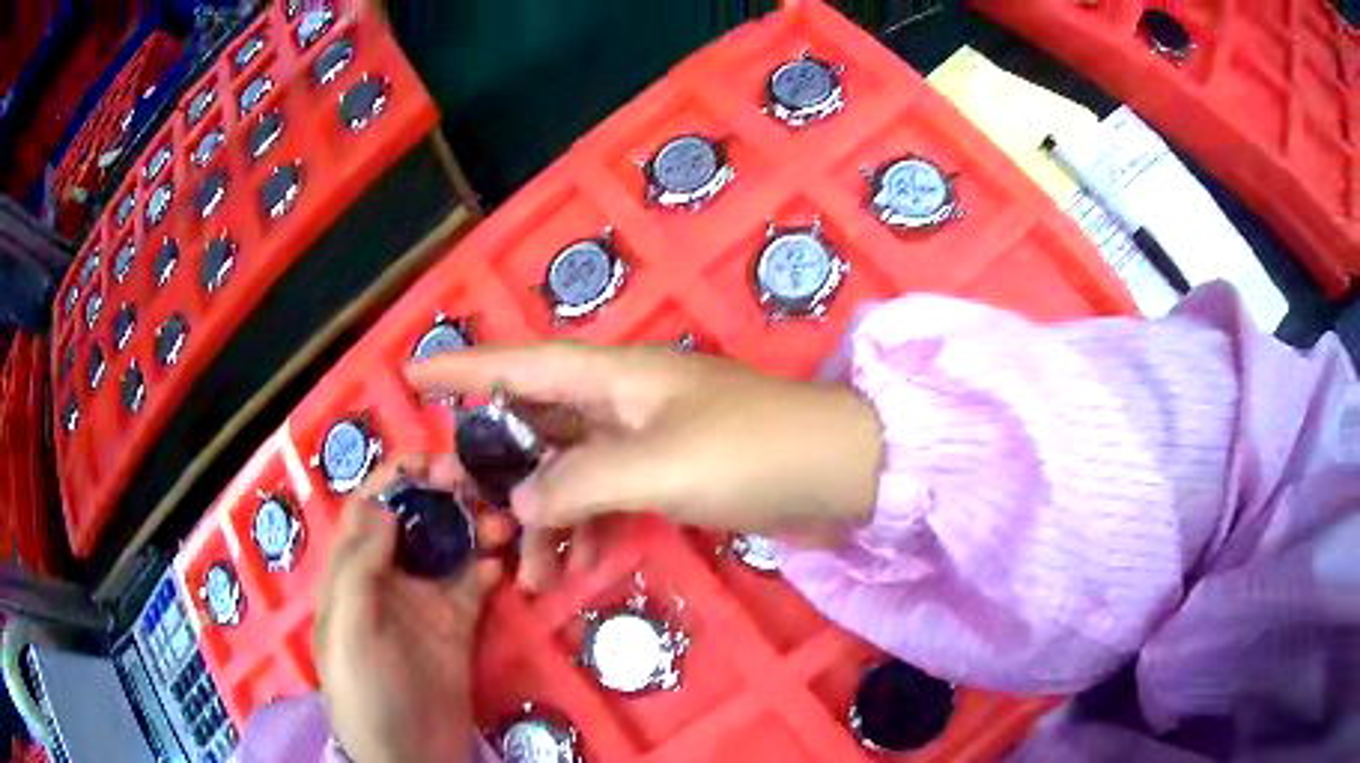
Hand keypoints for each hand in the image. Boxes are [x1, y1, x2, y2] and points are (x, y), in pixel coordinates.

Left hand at [315, 455, 512, 762]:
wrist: (409, 755)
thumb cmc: (365, 691)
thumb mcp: (348, 629)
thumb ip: (360, 567)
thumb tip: (381, 505)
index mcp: (351, 573)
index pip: (367, 509)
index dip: (393, 478)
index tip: (429, 458)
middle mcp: (387, 577)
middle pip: (413, 520)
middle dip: (441, 495)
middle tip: (474, 484)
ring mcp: (425, 601)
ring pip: (449, 546)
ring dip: (473, 527)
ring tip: (503, 523)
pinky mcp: (459, 625)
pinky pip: (476, 585)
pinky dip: (492, 566)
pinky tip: (508, 564)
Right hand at [405, 343, 882, 589]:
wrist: (840, 474)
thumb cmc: (751, 452)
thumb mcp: (657, 466)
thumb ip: (579, 482)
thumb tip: (519, 501)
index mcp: (616, 376)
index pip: (520, 364)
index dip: (463, 368)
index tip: (410, 372)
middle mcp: (623, 401)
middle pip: (535, 423)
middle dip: (491, 461)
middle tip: (448, 499)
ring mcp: (647, 440)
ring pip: (568, 471)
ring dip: (539, 514)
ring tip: (517, 568)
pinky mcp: (670, 476)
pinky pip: (605, 498)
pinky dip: (584, 529)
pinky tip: (569, 567)